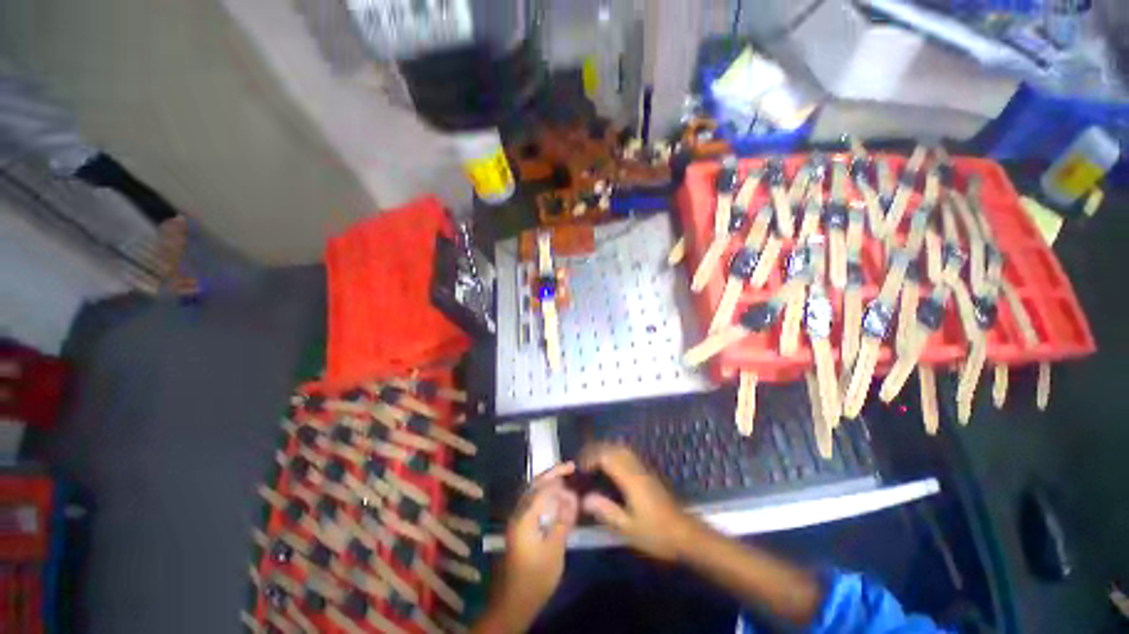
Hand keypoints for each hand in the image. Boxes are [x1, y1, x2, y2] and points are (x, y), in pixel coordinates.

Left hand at [484, 462, 577, 632]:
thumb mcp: (555, 551)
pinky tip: (555, 497)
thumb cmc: (536, 578)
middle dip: (552, 473)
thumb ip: (563, 521)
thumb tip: (573, 497)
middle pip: (534, 485)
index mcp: (525, 517)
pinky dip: (544, 493)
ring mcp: (516, 519)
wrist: (514, 602)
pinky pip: (532, 501)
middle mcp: (518, 513)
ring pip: (532, 491)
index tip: (575, 473)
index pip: (542, 489)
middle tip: (570, 467)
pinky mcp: (519, 526)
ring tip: (565, 477)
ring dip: (548, 482)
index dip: (559, 480)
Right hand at [579, 444, 696, 561]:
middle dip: (596, 449)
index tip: (579, 468)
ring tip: (593, 461)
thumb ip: (606, 511)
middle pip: (614, 447)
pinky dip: (615, 453)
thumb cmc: (656, 534)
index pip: (607, 457)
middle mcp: (637, 468)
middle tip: (582, 461)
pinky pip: (628, 454)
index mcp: (630, 479)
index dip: (590, 458)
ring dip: (605, 449)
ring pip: (622, 448)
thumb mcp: (628, 528)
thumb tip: (584, 499)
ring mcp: (644, 469)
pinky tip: (610, 465)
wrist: (685, 534)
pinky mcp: (648, 473)